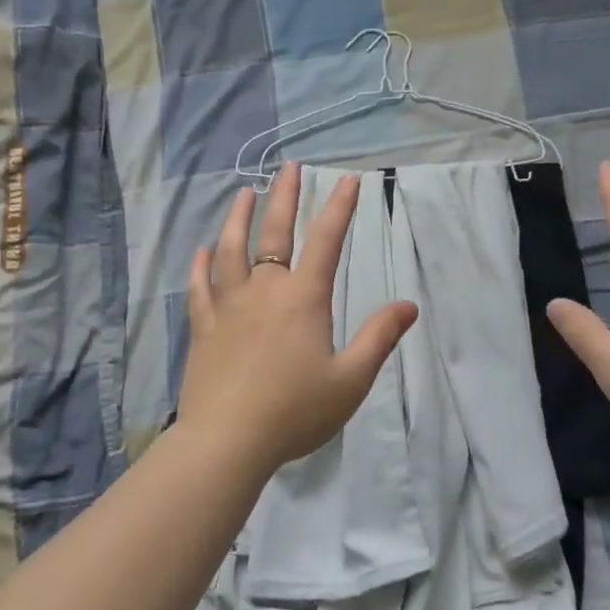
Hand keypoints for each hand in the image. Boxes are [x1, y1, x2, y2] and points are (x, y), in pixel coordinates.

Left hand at [176, 163, 417, 470]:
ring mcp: (228, 307)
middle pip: (274, 233)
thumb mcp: (350, 380)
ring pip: (230, 251)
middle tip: (289, 167)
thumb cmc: (295, 411)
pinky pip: (199, 287)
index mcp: (303, 299)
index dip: (340, 208)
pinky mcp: (204, 328)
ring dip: (238, 218)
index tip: (349, 179)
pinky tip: (200, 251)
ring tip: (243, 193)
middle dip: (284, 197)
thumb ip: (378, 338)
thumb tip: (409, 306)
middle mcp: (264, 291)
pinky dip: (200, 266)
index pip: (326, 241)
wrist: (228, 441)